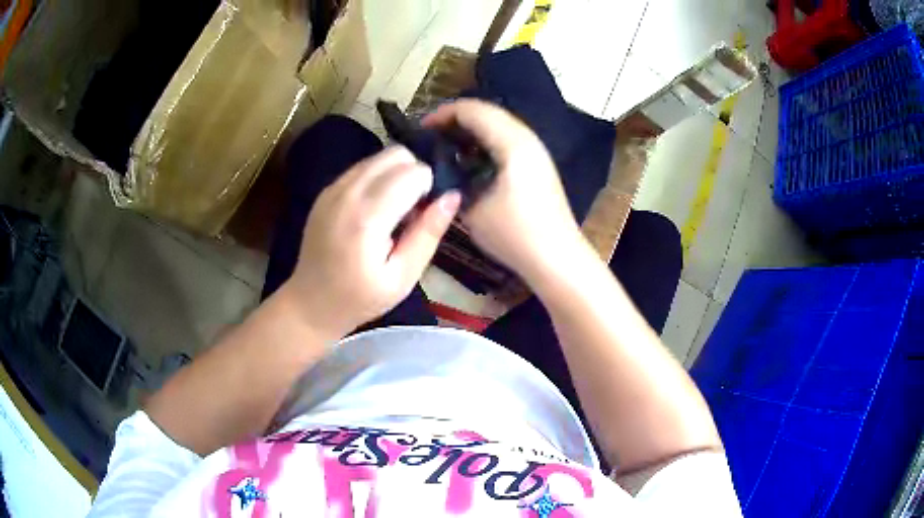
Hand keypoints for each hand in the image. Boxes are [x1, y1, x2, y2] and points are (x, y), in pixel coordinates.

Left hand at [281, 147, 460, 338]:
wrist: (311, 303)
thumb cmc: (361, 298)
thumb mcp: (403, 277)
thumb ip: (428, 233)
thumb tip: (452, 195)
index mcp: (367, 218)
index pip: (414, 172)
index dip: (429, 188)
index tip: (424, 215)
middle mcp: (348, 192)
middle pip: (397, 154)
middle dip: (414, 174)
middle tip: (413, 210)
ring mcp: (333, 188)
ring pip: (379, 156)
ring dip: (396, 173)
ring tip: (394, 209)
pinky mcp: (326, 190)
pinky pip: (362, 167)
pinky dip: (378, 177)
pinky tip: (375, 208)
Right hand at [424, 99, 584, 283]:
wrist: (557, 258)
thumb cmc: (514, 234)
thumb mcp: (472, 208)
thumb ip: (451, 182)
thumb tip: (437, 169)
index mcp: (513, 143)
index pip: (473, 110)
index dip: (443, 113)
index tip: (420, 129)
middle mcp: (527, 139)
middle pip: (487, 113)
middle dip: (455, 120)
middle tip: (429, 137)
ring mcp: (536, 152)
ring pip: (498, 126)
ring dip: (470, 131)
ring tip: (445, 147)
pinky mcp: (537, 166)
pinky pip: (506, 141)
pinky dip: (484, 143)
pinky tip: (469, 162)